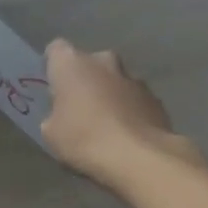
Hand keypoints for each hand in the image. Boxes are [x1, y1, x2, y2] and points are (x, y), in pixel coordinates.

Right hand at [40, 40, 198, 188]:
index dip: (53, 66)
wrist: (139, 157)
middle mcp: (104, 62)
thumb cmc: (83, 139)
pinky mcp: (156, 99)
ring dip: (109, 93)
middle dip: (85, 79)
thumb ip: (54, 114)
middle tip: (77, 105)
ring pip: (115, 80)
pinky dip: (129, 109)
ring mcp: (134, 79)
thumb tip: (64, 115)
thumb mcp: (50, 132)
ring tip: (104, 123)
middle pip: (90, 63)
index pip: (56, 50)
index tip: (52, 85)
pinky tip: (125, 133)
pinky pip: (135, 99)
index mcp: (72, 64)